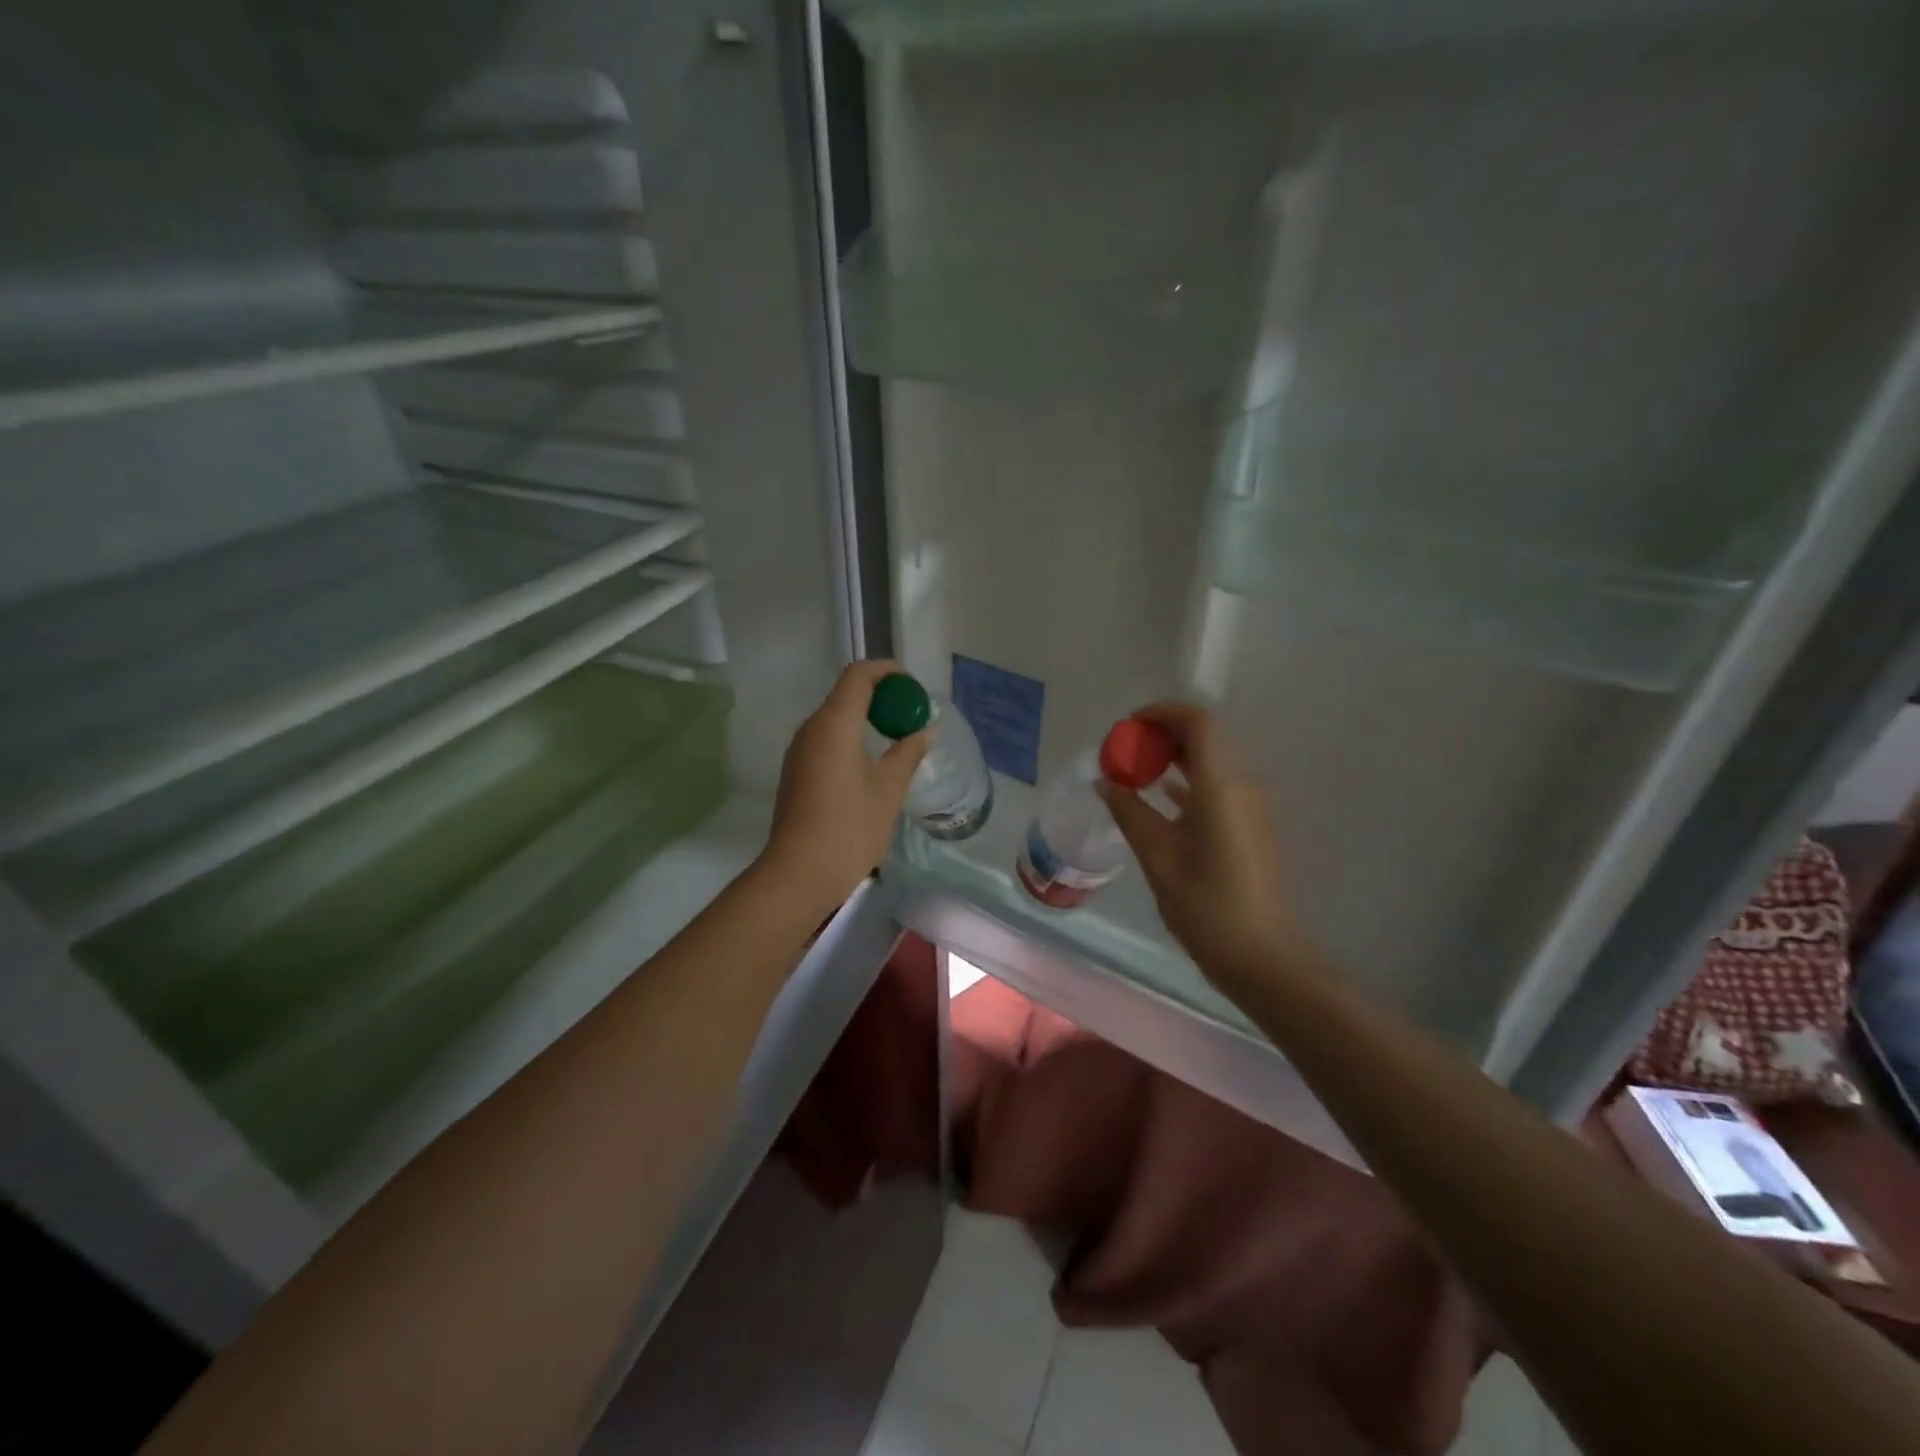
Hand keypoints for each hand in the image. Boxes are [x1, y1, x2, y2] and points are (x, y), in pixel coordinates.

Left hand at [762, 660, 929, 909]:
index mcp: (834, 723)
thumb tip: (925, 730)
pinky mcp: (797, 771)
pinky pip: (827, 739)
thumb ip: (908, 752)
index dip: (887, 672)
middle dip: (881, 696)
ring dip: (866, 718)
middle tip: (911, 714)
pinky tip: (872, 762)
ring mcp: (799, 751)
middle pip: (846, 693)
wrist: (799, 873)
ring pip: (835, 718)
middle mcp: (812, 729)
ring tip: (897, 737)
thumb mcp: (888, 789)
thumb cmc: (850, 828)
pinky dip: (852, 737)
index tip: (913, 686)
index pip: (859, 675)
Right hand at [1096, 702, 1305, 994]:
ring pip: (1211, 761)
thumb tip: (1105, 782)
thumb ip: (1130, 812)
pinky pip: (1216, 786)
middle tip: (1123, 750)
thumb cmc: (1207, 907)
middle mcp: (1242, 786)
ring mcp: (1250, 807)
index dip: (1160, 713)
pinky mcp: (1249, 827)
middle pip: (1205, 737)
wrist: (1264, 958)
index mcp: (1221, 786)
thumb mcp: (1158, 857)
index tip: (1126, 727)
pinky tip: (1159, 797)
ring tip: (1134, 771)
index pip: (1197, 722)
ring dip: (1174, 757)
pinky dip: (1187, 780)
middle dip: (1162, 734)